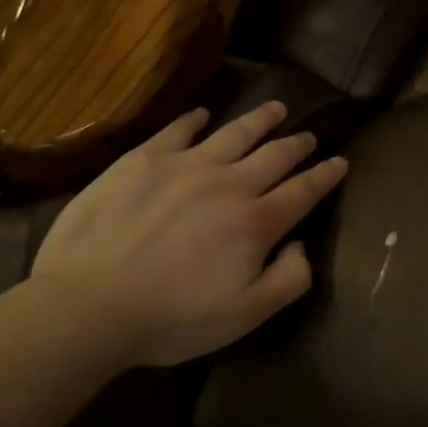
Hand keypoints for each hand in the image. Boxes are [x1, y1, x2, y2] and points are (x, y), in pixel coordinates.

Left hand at [32, 101, 346, 366]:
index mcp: (256, 221)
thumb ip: (289, 279)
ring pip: (234, 132)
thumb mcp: (245, 315)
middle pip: (275, 155)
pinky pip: (177, 129)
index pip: (304, 190)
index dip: (326, 175)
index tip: (340, 161)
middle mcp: (229, 182)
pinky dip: (194, 119)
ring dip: (260, 119)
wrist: (87, 306)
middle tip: (310, 136)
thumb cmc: (171, 318)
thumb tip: (300, 244)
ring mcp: (185, 165)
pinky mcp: (143, 160)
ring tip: (275, 108)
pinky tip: (202, 114)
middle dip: (298, 144)